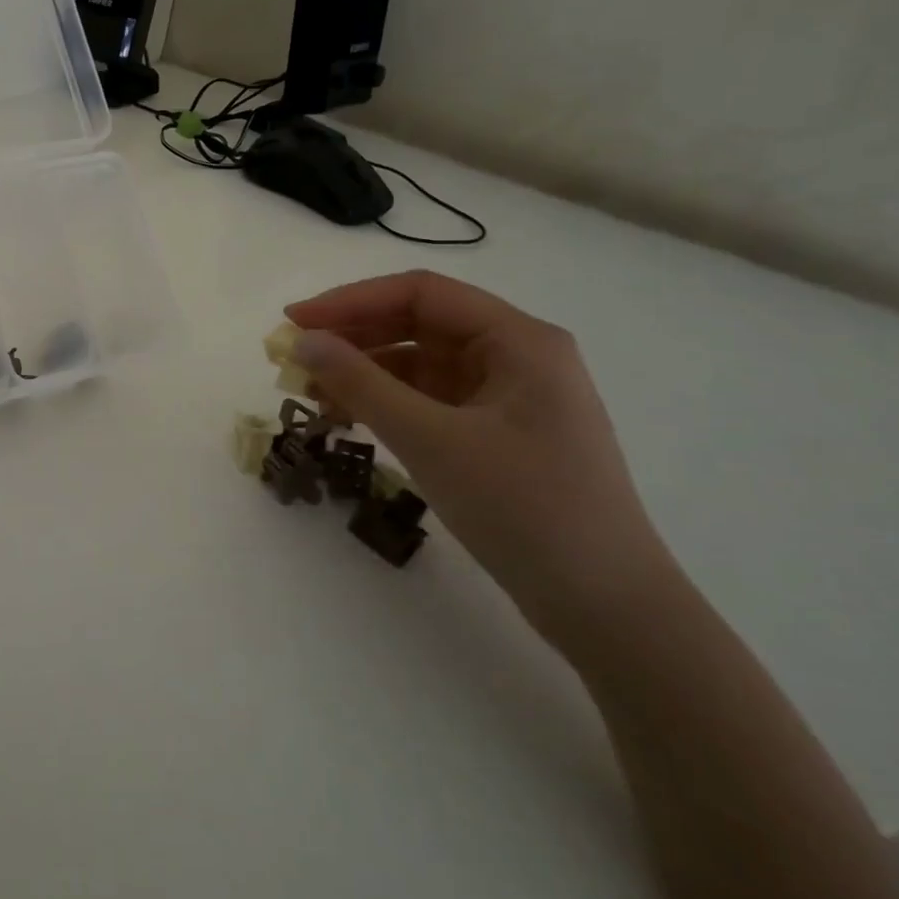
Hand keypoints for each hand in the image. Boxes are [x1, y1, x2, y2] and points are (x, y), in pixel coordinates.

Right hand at [285, 271, 680, 649]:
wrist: (604, 605)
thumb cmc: (523, 508)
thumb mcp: (431, 439)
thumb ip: (361, 384)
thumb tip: (302, 341)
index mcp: (518, 340)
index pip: (421, 293)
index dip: (350, 301)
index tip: (294, 322)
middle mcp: (516, 356)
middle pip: (418, 324)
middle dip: (353, 337)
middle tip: (294, 360)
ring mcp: (508, 396)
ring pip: (420, 363)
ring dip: (364, 372)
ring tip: (311, 394)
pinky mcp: (497, 433)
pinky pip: (428, 399)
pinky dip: (385, 402)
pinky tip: (349, 418)